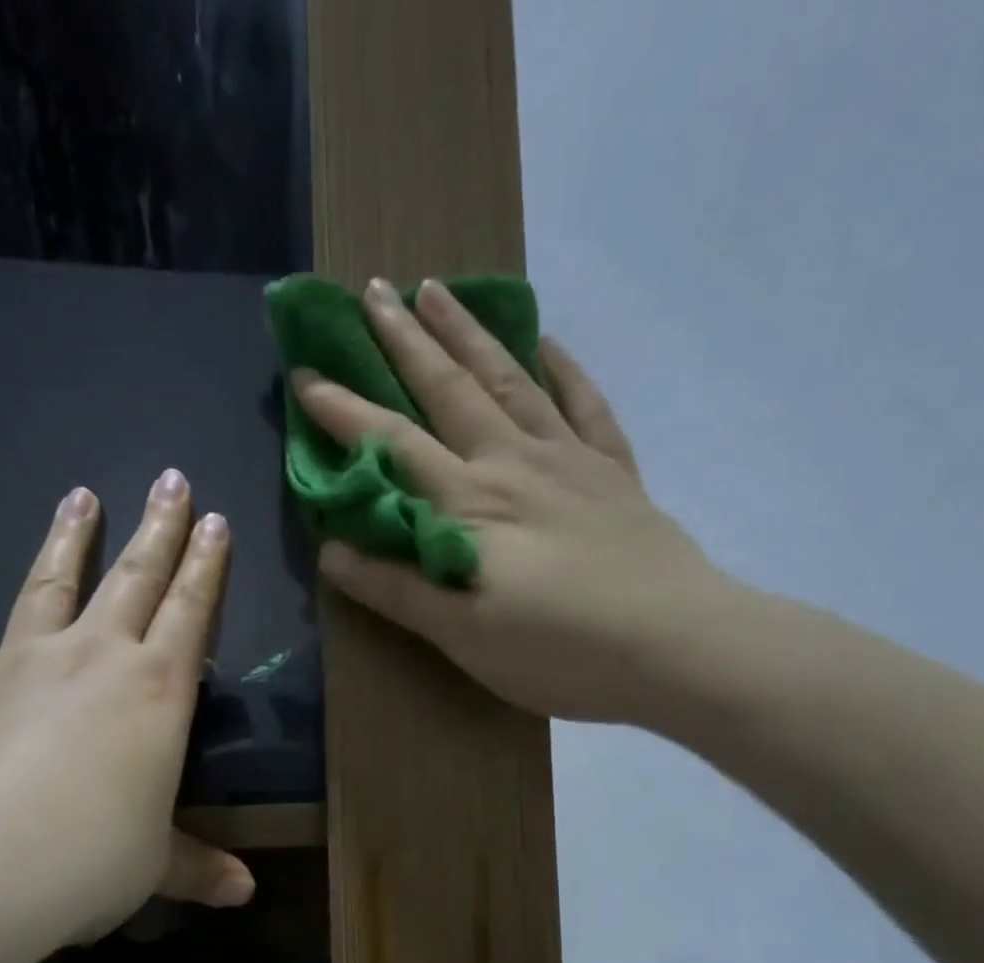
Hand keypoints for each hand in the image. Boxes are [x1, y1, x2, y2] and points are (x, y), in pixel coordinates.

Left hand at [0, 471, 252, 952]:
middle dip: (157, 527)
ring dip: (68, 540)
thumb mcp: (155, 867)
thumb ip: (198, 867)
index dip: (206, 566)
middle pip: (132, 577)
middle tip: (170, 478)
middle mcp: (92, 660)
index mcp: (154, 691)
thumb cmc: (88, 859)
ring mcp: (22, 669)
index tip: (215, 519)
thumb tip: (244, 893)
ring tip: (78, 496)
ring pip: (51, 587)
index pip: (191, 611)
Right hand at [295, 277, 744, 726]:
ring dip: (469, 334)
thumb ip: (398, 590)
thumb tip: (331, 553)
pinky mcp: (613, 472)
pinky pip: (586, 405)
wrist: (677, 647)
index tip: (306, 375)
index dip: (345, 411)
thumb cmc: (559, 652)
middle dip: (404, 341)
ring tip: (438, 289)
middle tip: (372, 290)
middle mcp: (512, 464)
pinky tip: (547, 343)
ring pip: (510, 381)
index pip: (393, 445)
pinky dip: (565, 369)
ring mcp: (569, 460)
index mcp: (470, 505)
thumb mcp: (463, 636)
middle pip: (449, 391)